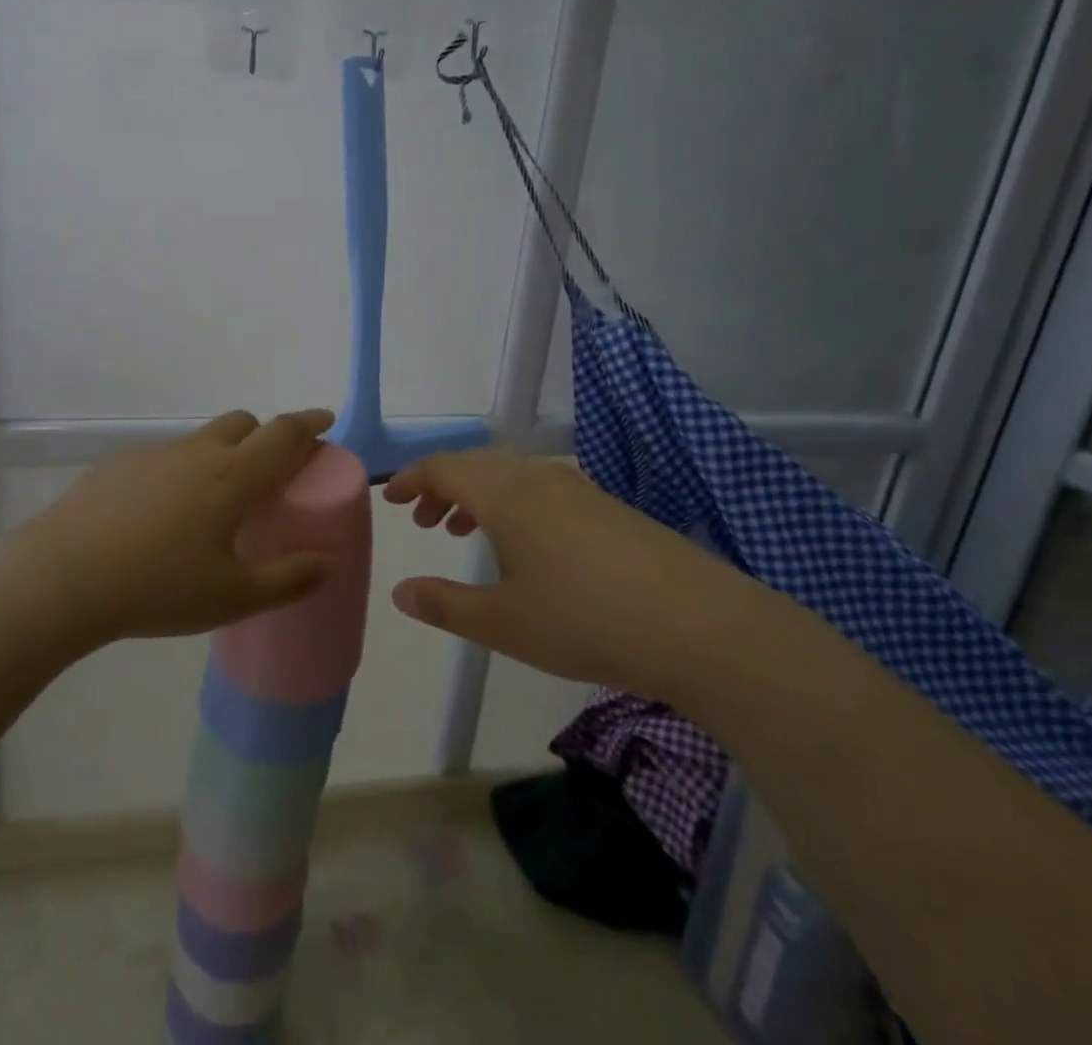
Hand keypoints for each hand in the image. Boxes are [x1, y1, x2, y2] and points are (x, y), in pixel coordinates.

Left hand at [14, 409, 340, 647]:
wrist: (63, 578)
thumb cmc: (158, 587)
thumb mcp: (232, 597)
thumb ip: (288, 579)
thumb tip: (329, 562)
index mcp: (232, 476)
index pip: (283, 434)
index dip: (309, 424)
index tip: (325, 420)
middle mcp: (196, 453)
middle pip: (242, 424)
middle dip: (265, 436)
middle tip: (271, 475)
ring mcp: (154, 455)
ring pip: (201, 440)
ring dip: (222, 455)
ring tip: (214, 506)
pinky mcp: (119, 465)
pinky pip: (165, 458)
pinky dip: (181, 473)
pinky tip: (161, 518)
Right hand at [384, 447, 759, 698]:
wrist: (701, 625)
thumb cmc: (586, 620)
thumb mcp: (504, 622)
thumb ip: (445, 605)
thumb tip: (400, 592)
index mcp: (505, 493)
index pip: (444, 468)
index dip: (412, 479)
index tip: (390, 498)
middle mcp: (538, 478)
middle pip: (476, 466)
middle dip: (443, 488)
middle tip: (425, 522)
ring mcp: (578, 490)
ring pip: (511, 477)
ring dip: (479, 496)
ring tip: (464, 532)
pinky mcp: (608, 509)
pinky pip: (542, 490)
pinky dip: (513, 506)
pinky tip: (525, 548)